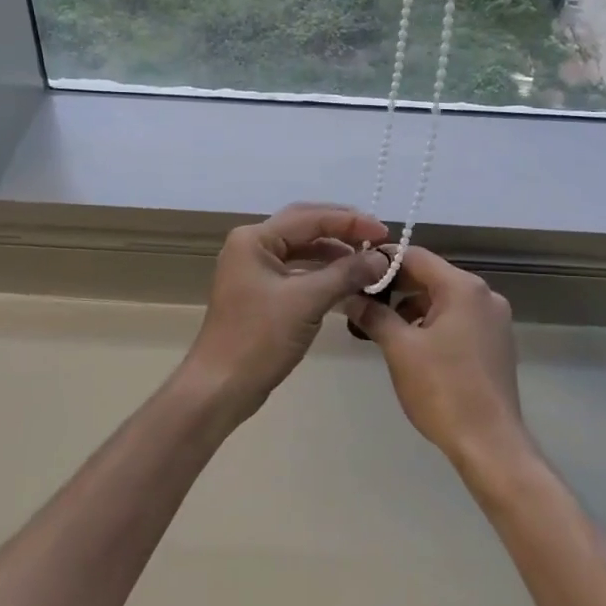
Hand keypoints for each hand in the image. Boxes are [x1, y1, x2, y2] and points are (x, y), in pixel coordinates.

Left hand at [178, 203, 389, 430]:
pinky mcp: (260, 293)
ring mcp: (254, 270)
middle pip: (304, 226)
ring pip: (301, 249)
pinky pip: (297, 271)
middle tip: (377, 237)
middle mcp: (251, 246)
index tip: (384, 232)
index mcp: (254, 239)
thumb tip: (382, 258)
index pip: (310, 217)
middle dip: (342, 230)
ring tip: (367, 260)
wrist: (221, 387)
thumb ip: (346, 274)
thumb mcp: (307, 301)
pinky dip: (322, 273)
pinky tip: (346, 281)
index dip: (350, 222)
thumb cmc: (259, 339)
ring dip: (334, 252)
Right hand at [343, 246, 529, 474]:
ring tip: (383, 327)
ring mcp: (494, 319)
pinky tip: (413, 346)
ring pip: (444, 299)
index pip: (416, 256)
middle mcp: (485, 295)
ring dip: (413, 307)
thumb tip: (349, 296)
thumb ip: (374, 315)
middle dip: (396, 287)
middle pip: (432, 276)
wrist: (490, 443)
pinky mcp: (496, 342)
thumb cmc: (443, 389)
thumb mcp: (400, 349)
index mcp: (463, 288)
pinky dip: (433, 323)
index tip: (355, 271)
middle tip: (363, 300)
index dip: (383, 261)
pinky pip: (459, 318)